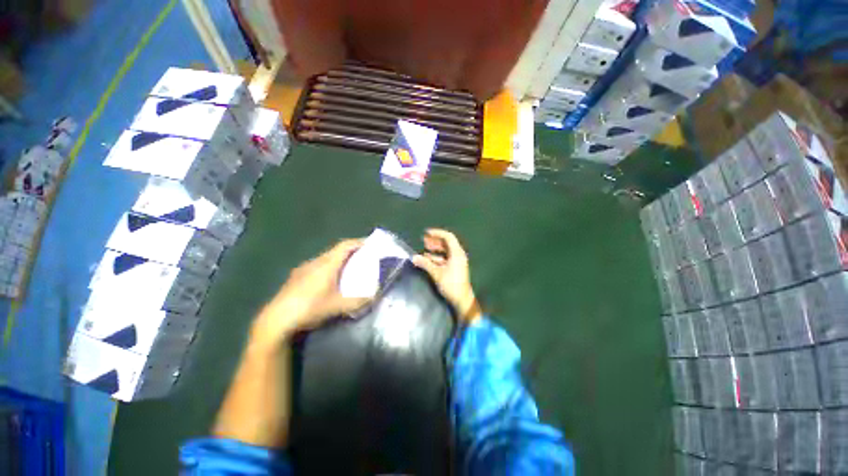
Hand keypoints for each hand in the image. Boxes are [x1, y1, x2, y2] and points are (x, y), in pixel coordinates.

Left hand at [251, 239, 369, 344]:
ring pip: (325, 259)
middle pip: (336, 250)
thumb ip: (359, 301)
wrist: (276, 320)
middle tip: (363, 257)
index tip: (370, 243)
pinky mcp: (296, 277)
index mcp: (327, 264)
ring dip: (338, 260)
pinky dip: (328, 268)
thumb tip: (375, 296)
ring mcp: (303, 269)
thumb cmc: (309, 308)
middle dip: (351, 251)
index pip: (345, 246)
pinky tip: (328, 281)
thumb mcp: (338, 306)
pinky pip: (317, 266)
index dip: (359, 242)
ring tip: (347, 269)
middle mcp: (315, 262)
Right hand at [412, 229, 480, 322]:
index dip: (437, 233)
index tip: (426, 233)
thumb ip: (425, 264)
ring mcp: (458, 261)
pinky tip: (428, 259)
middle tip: (424, 240)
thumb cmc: (451, 284)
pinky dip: (437, 257)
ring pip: (446, 251)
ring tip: (425, 249)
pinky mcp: (455, 267)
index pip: (448, 237)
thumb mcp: (437, 273)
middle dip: (435, 241)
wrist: (462, 299)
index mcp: (457, 253)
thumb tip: (414, 257)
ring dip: (435, 249)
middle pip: (447, 243)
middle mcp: (458, 255)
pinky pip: (446, 258)